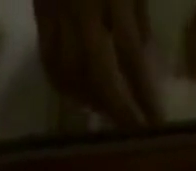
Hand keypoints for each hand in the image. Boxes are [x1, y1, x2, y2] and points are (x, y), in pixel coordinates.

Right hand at [35, 0, 160, 126]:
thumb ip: (137, 12)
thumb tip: (145, 58)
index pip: (129, 54)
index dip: (143, 94)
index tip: (157, 124)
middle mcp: (78, 5)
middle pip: (97, 76)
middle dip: (118, 111)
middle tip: (134, 133)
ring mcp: (54, 8)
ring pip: (69, 75)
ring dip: (91, 103)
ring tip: (110, 115)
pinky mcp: (38, 9)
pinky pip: (49, 61)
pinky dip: (65, 86)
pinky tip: (81, 95)